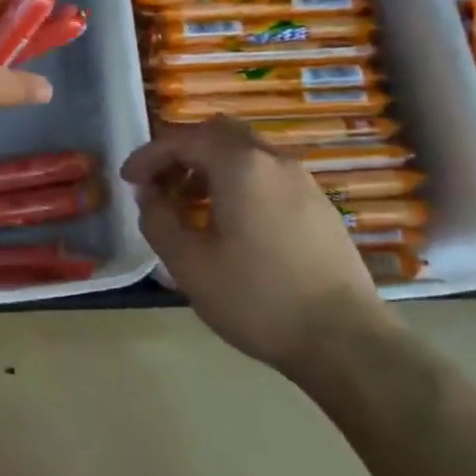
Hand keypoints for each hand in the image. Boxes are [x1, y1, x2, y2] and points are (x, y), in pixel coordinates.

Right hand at [121, 118, 385, 376]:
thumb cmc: (258, 299)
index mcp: (240, 165)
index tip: (128, 181)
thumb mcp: (189, 264)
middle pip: (217, 133)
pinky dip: (239, 181)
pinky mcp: (319, 204)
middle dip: (182, 153)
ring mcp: (302, 180)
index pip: (182, 140)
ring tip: (191, 207)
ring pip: (245, 151)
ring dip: (210, 167)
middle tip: (161, 185)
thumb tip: (149, 196)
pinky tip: (231, 222)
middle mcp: (273, 159)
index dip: (148, 156)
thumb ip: (159, 220)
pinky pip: (267, 173)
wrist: (346, 341)